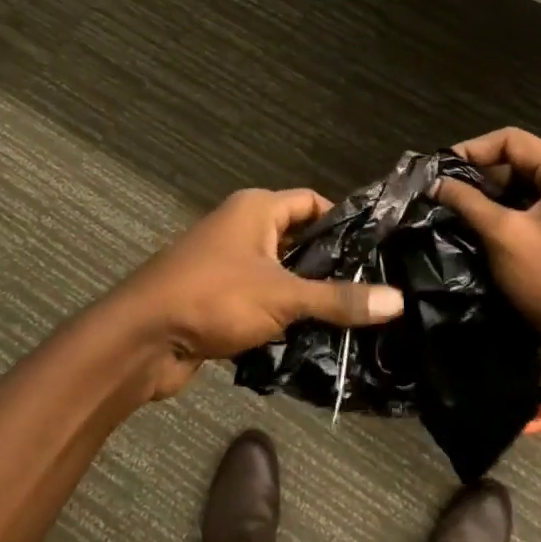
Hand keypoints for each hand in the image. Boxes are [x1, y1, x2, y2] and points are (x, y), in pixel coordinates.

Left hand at [105, 188, 404, 400]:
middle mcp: (242, 228)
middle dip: (330, 265)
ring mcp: (229, 264)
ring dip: (308, 295)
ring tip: (353, 318)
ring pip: (282, 273)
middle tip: (373, 290)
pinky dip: (284, 315)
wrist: (141, 339)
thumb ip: (338, 299)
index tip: (377, 250)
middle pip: (299, 238)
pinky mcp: (220, 299)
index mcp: (256, 208)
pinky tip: (314, 339)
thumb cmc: (213, 297)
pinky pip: (263, 300)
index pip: (311, 202)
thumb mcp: (282, 296)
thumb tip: (398, 301)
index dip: (343, 222)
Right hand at [433, 128, 540, 386]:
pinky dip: (513, 213)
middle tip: (444, 193)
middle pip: (521, 161)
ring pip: (529, 186)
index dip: (471, 150)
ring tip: (458, 210)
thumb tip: (434, 183)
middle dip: (481, 176)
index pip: (511, 141)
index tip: (439, 170)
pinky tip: (485, 228)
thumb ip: (467, 201)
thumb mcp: (503, 236)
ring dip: (494, 196)